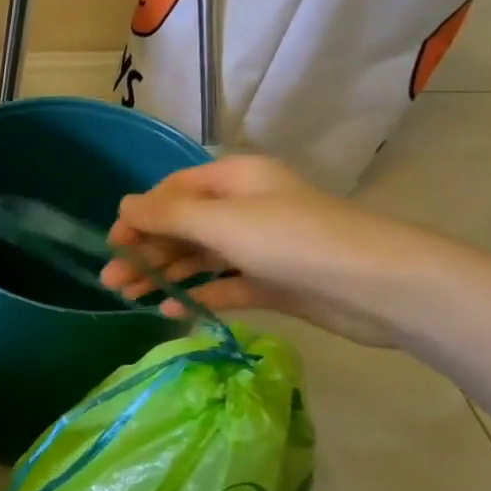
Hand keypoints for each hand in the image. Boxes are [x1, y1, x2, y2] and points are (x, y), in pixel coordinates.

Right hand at [101, 155, 444, 348]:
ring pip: (200, 258)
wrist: (379, 286)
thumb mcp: (222, 222)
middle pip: (183, 227)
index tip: (113, 243)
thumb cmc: (293, 240)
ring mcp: (260, 247)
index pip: (174, 191)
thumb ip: (168, 215)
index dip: (140, 214)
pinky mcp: (274, 282)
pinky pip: (225, 285)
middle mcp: (245, 208)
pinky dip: (198, 295)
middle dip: (146, 251)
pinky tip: (170, 311)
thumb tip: (124, 205)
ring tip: (129, 297)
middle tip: (111, 281)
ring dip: (165, 275)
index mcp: (235, 180)